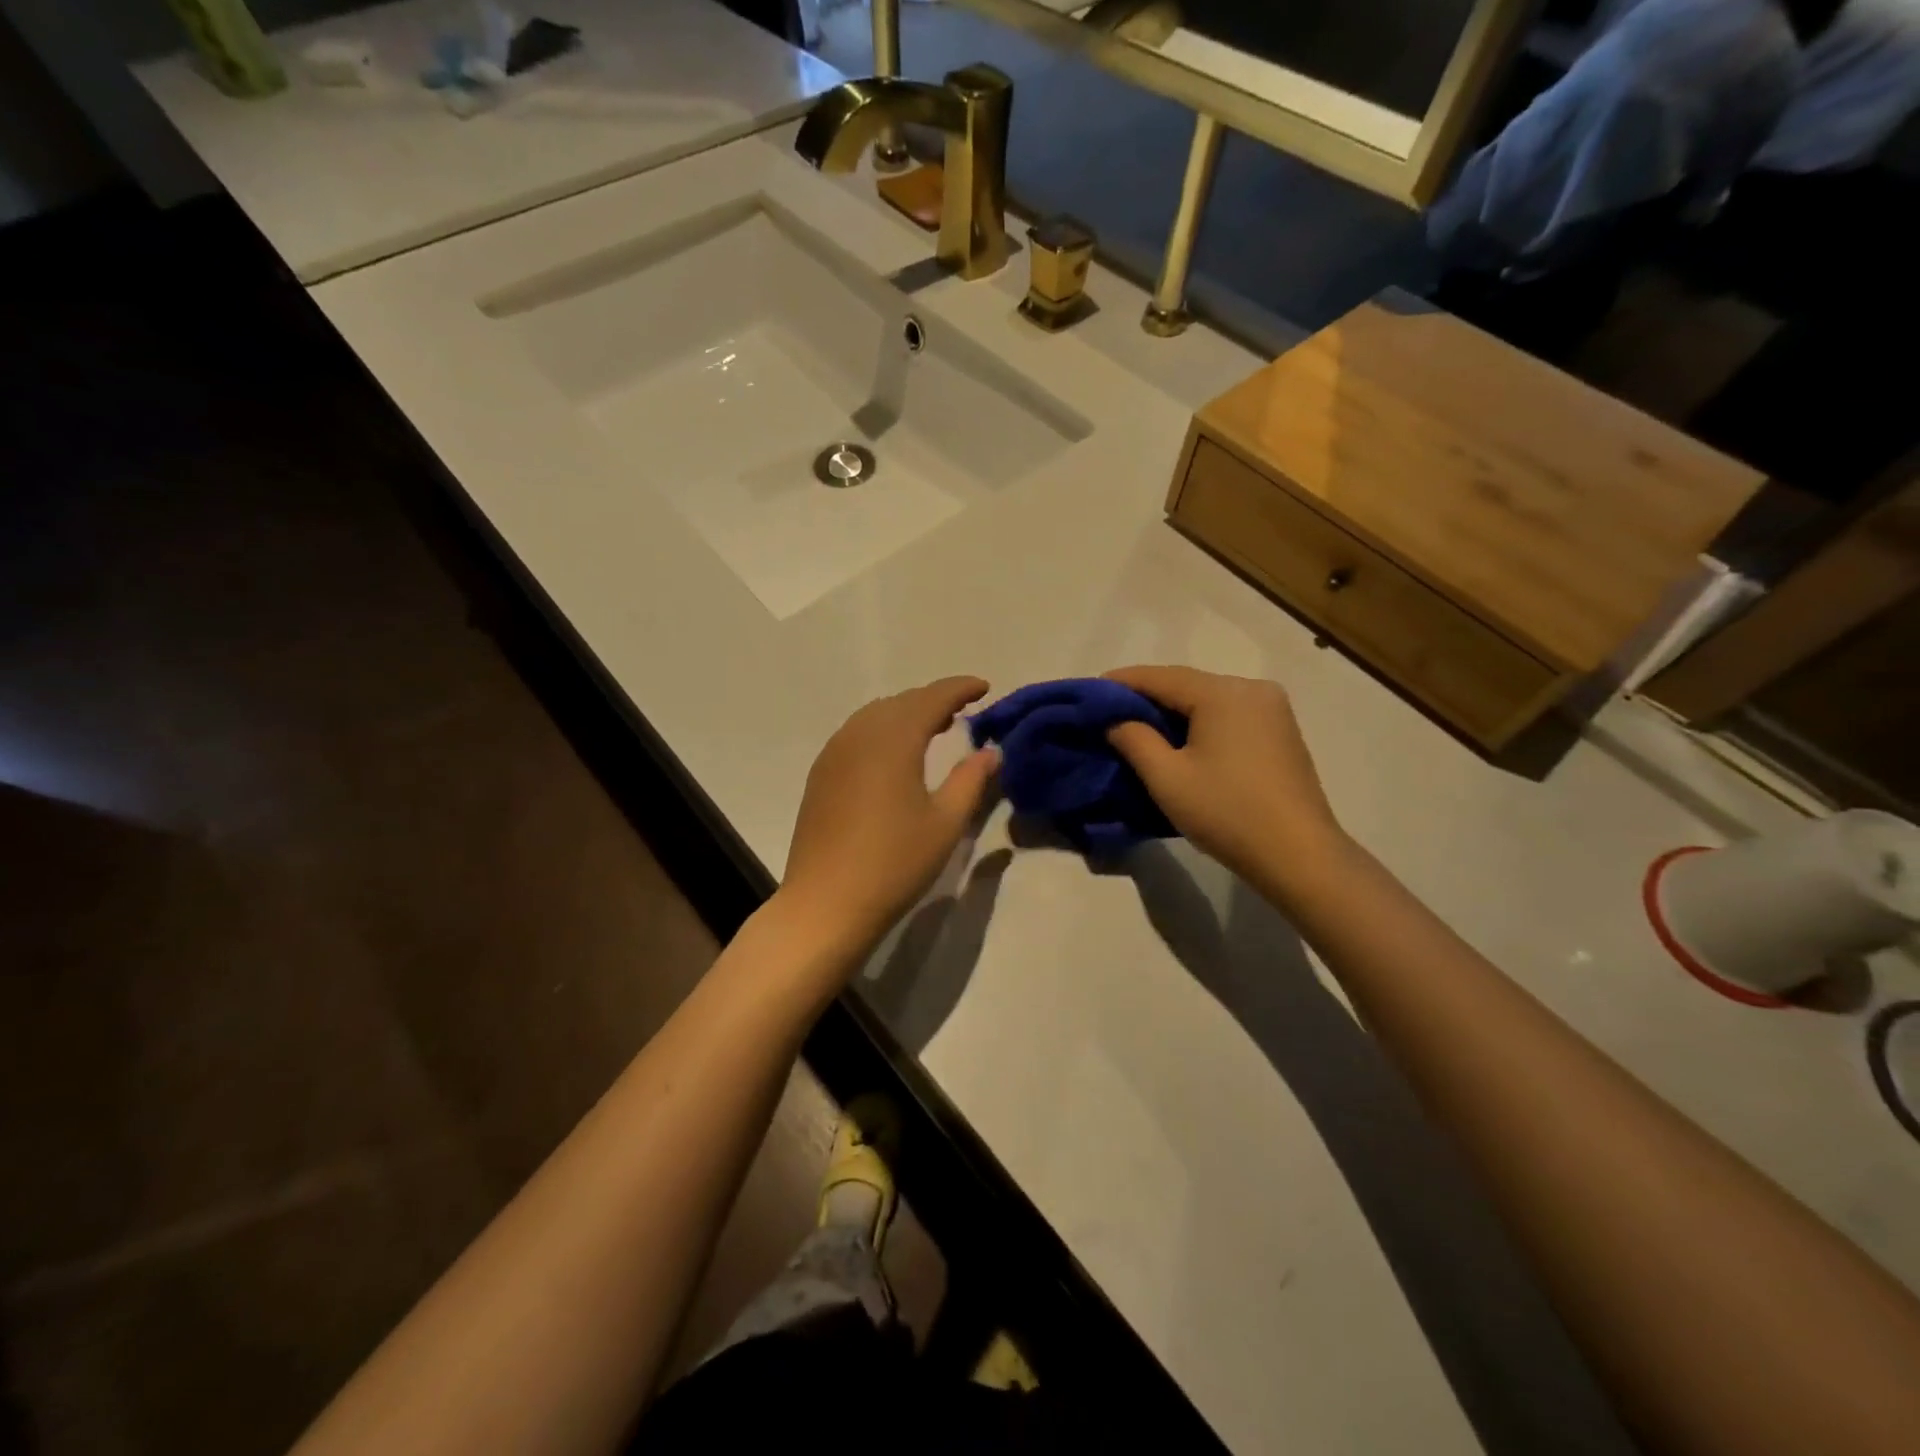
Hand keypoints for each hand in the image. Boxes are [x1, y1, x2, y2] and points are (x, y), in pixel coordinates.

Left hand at [780, 677, 999, 953]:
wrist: (826, 902)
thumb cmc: (894, 863)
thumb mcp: (945, 823)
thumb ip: (970, 779)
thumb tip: (991, 751)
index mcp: (893, 740)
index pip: (931, 698)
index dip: (959, 688)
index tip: (984, 687)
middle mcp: (859, 735)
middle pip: (901, 702)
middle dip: (934, 699)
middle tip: (963, 711)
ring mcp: (834, 753)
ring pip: (875, 715)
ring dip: (907, 713)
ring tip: (934, 728)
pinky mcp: (821, 774)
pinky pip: (856, 734)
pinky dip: (883, 730)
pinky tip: (894, 754)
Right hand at [1103, 665, 1345, 894]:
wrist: (1299, 855)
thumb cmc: (1226, 812)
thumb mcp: (1167, 778)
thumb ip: (1134, 739)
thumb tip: (1116, 720)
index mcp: (1223, 693)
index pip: (1161, 677)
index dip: (1122, 682)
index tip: (1091, 691)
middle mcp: (1252, 689)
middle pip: (1187, 684)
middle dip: (1148, 696)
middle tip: (1110, 712)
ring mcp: (1273, 709)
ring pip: (1209, 700)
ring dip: (1174, 710)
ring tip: (1139, 726)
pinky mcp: (1281, 732)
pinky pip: (1229, 715)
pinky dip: (1200, 722)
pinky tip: (1181, 739)